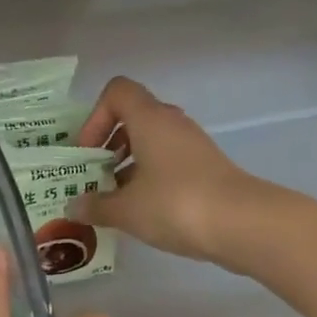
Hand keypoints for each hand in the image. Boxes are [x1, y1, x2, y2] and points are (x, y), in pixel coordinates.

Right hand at [72, 77, 260, 264]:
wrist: (242, 224)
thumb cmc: (175, 205)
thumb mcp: (126, 210)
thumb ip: (96, 206)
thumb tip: (73, 206)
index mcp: (150, 119)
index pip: (117, 92)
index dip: (95, 117)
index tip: (87, 153)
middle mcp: (172, 124)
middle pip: (132, 118)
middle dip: (108, 145)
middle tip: (94, 177)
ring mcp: (191, 146)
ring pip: (150, 143)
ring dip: (127, 165)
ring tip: (113, 200)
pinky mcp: (204, 169)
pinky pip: (167, 163)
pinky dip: (148, 179)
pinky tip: (140, 211)